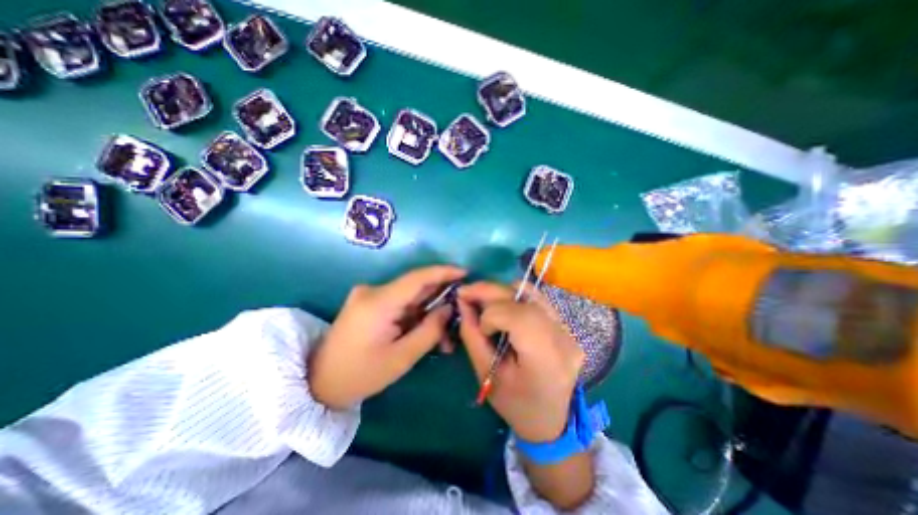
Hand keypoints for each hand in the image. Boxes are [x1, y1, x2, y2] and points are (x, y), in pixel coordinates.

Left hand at [311, 266, 466, 409]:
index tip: (465, 273)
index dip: (443, 272)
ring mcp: (368, 295)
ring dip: (428, 311)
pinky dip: (415, 314)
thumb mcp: (401, 358)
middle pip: (416, 287)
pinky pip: (400, 302)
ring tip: (443, 336)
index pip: (417, 278)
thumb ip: (430, 330)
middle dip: (440, 299)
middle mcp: (372, 291)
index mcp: (378, 302)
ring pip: (410, 296)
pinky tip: (425, 330)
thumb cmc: (360, 375)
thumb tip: (448, 308)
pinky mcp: (368, 302)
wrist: (318, 383)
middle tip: (459, 314)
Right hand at [458, 281, 579, 443]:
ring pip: (530, 292)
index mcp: (546, 360)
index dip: (492, 314)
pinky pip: (536, 298)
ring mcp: (567, 329)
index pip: (518, 317)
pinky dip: (513, 296)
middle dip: (489, 292)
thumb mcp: (487, 375)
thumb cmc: (516, 405)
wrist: (552, 420)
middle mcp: (562, 338)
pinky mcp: (565, 324)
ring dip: (501, 292)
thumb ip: (472, 336)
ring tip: (483, 301)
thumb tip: (462, 303)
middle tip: (466, 293)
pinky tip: (501, 305)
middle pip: (523, 298)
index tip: (481, 328)